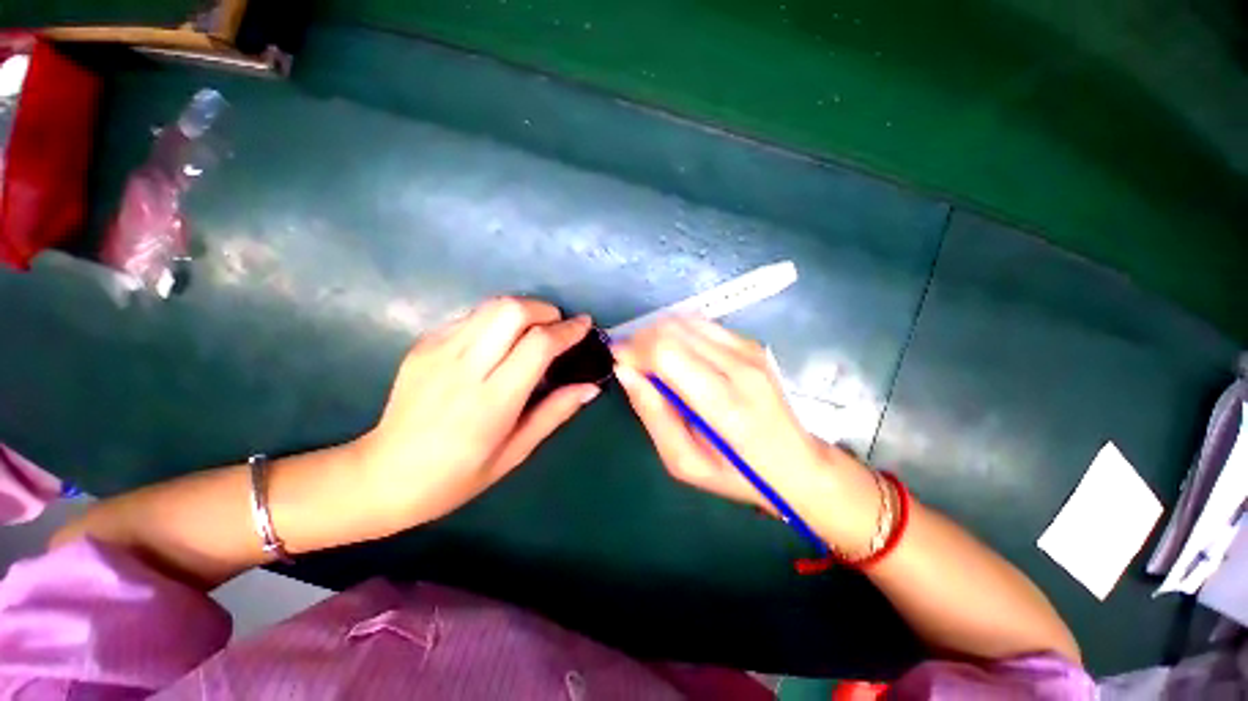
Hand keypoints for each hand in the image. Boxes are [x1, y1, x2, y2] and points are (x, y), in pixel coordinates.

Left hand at [356, 297, 599, 527]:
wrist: (382, 475)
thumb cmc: (456, 476)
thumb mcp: (515, 453)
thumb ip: (555, 413)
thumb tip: (590, 386)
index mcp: (492, 401)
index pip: (538, 345)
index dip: (568, 330)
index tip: (585, 326)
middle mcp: (465, 367)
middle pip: (512, 310)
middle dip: (545, 310)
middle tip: (558, 327)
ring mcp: (438, 350)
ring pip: (491, 306)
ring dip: (523, 309)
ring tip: (534, 329)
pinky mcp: (424, 344)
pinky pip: (471, 317)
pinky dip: (497, 320)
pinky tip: (500, 342)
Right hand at [612, 317, 880, 548]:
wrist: (797, 463)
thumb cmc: (738, 473)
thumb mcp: (684, 462)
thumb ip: (653, 414)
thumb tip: (626, 372)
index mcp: (723, 404)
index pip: (666, 352)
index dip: (634, 351)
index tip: (621, 365)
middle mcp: (738, 366)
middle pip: (672, 329)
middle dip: (641, 341)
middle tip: (634, 366)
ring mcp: (748, 349)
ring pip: (685, 321)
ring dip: (658, 335)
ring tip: (654, 362)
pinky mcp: (750, 343)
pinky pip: (701, 324)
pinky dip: (679, 334)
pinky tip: (679, 358)